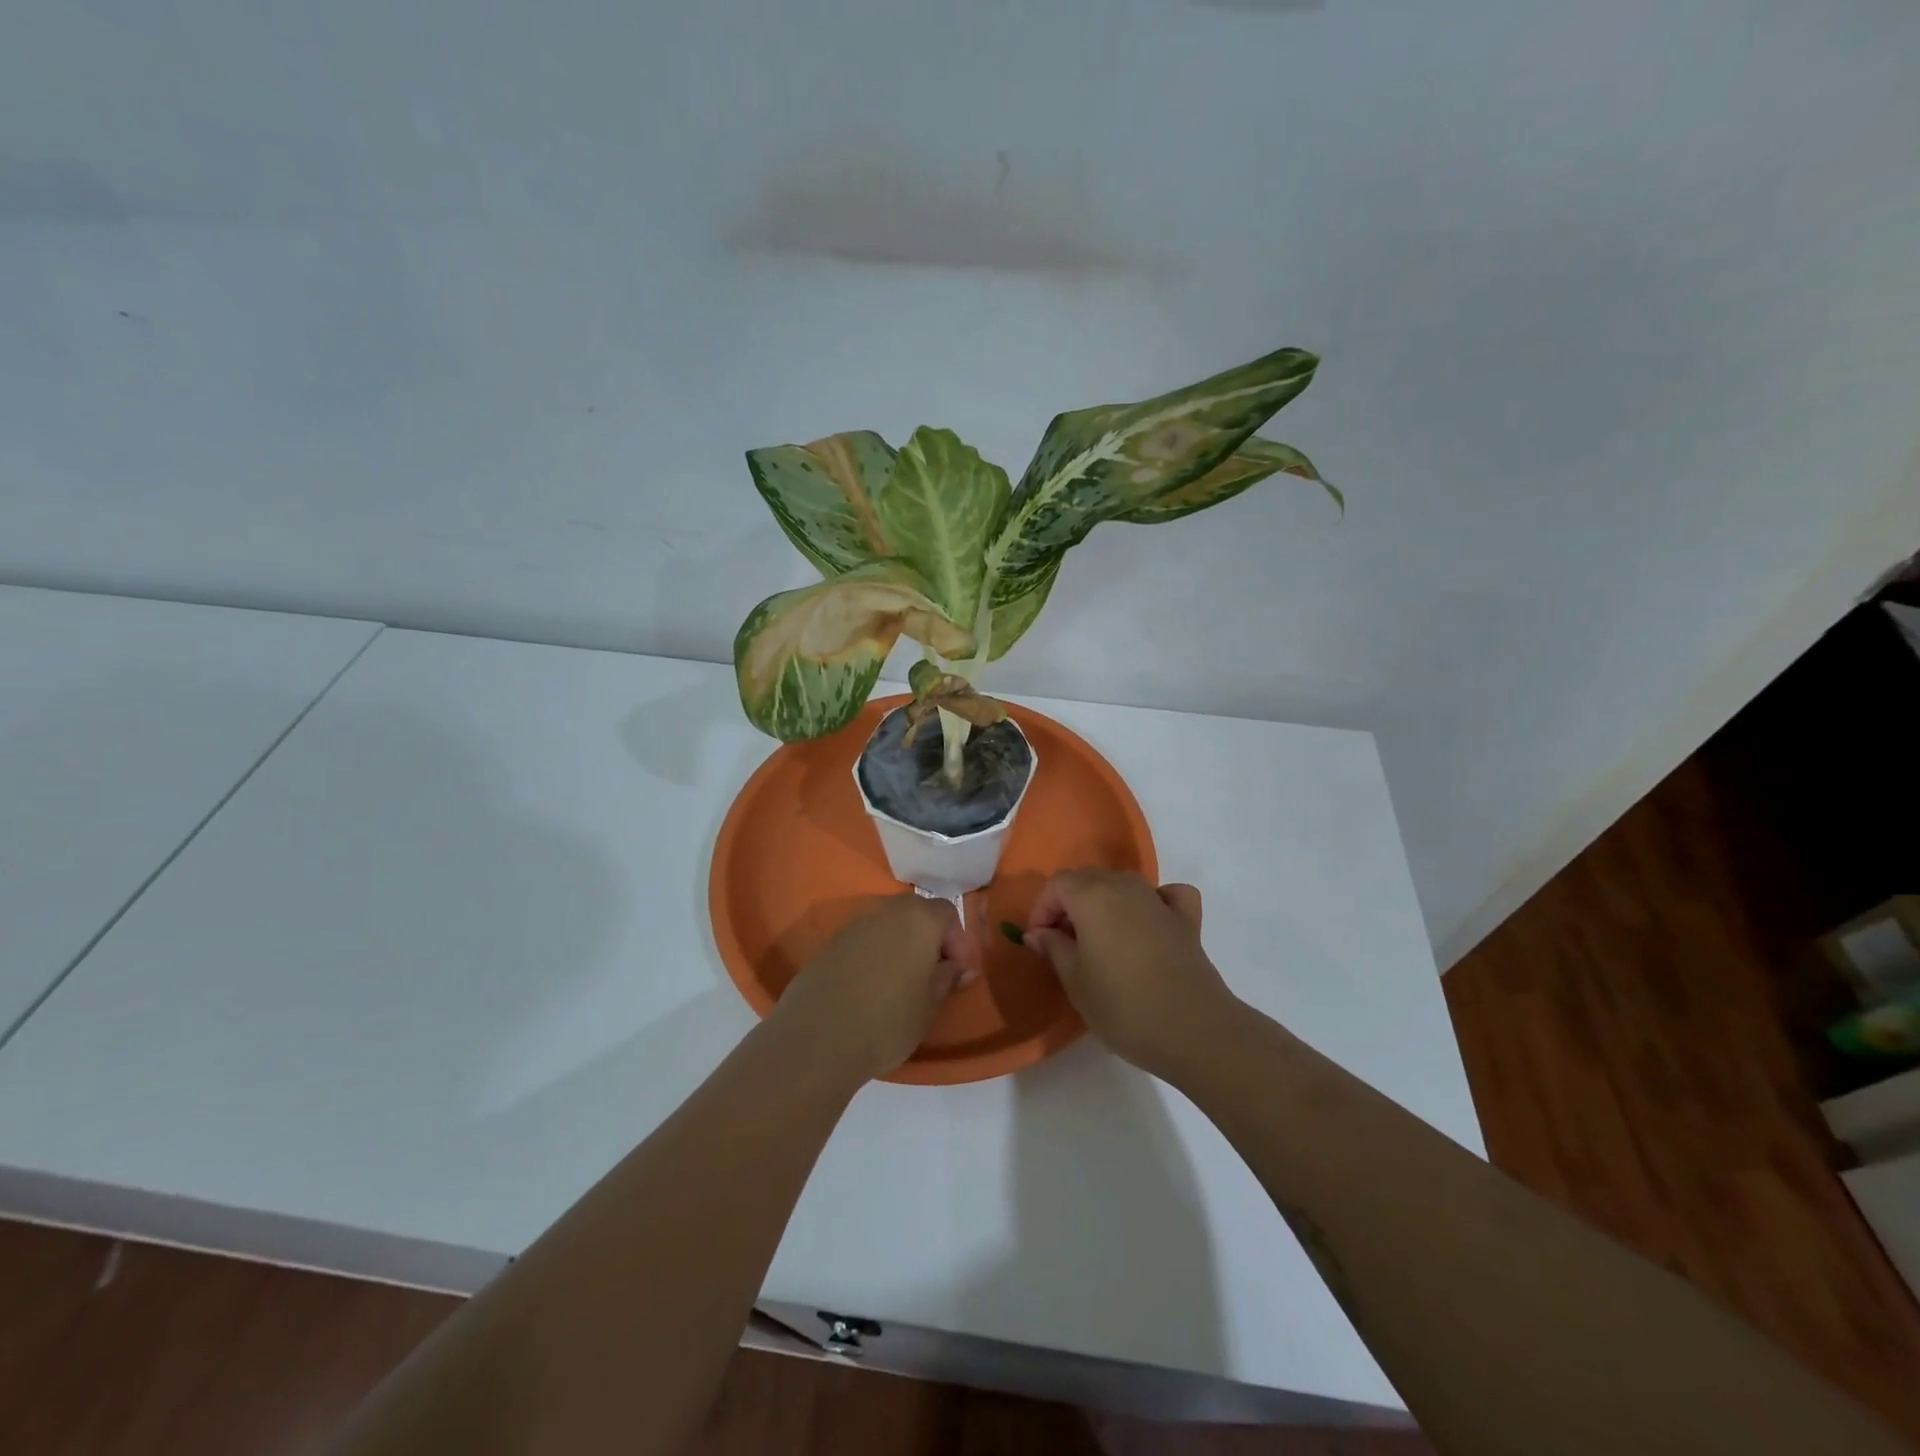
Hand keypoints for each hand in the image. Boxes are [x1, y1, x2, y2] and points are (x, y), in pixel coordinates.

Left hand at [773, 896, 980, 1081]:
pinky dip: (874, 958)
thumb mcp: (930, 1005)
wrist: (817, 1038)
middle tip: (931, 979)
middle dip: (928, 942)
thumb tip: (959, 968)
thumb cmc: (888, 1020)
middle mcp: (886, 911)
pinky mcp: (829, 945)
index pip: (948, 913)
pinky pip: (864, 943)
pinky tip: (870, 991)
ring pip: (888, 928)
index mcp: (918, 918)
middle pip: (916, 915)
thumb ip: (948, 979)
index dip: (957, 942)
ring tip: (900, 987)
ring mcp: (854, 925)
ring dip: (900, 949)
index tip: (955, 974)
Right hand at [1024, 869, 1239, 1079]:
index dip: (1042, 910)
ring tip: (1100, 941)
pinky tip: (1149, 923)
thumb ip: (1053, 949)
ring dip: (1104, 903)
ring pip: (1122, 885)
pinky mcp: (1187, 919)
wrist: (1194, 1030)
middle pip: (1088, 879)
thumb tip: (1038, 932)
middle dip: (1069, 904)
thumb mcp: (1075, 982)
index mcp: (1092, 896)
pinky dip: (1153, 902)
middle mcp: (1125, 886)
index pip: (1057, 884)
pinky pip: (1165, 896)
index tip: (1040, 943)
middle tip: (1064, 944)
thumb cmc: (1123, 1007)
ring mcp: (1159, 899)